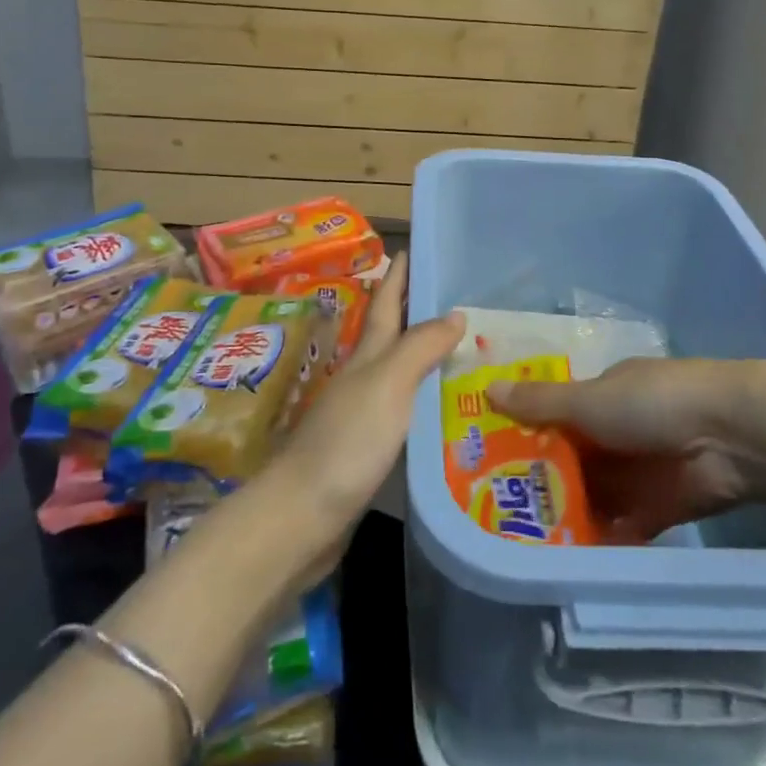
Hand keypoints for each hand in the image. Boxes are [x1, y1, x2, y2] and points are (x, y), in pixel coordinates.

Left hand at [260, 255, 463, 553]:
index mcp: (367, 357)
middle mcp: (363, 379)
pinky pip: (404, 411)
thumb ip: (420, 347)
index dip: (397, 277)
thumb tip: (455, 312)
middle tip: (454, 296)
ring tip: (462, 349)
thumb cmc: (347, 442)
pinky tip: (445, 410)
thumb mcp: (388, 384)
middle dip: (414, 311)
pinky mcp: (368, 450)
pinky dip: (424, 400)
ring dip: (423, 356)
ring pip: (398, 373)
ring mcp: (362, 415)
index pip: (385, 305)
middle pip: (391, 335)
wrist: (302, 516)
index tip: (411, 249)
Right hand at [489, 358, 765, 542]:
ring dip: (571, 514)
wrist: (732, 434)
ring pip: (596, 495)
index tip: (492, 461)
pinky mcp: (662, 507)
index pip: (557, 417)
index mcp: (603, 396)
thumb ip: (540, 403)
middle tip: (502, 513)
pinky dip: (603, 538)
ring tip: (527, 543)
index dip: (527, 437)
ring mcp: (641, 471)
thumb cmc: (651, 403)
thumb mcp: (589, 400)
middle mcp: (620, 432)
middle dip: (545, 483)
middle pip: (574, 460)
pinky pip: (624, 525)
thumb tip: (486, 390)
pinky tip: (570, 559)